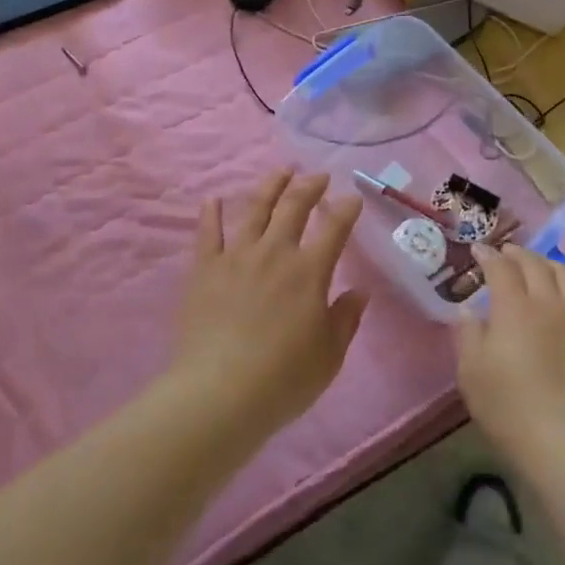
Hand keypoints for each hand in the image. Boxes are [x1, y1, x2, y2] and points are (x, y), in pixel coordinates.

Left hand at [170, 168, 366, 440]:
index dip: (346, 209)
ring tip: (281, 171)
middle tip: (319, 176)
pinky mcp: (205, 268)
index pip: (334, 228)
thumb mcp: (329, 355)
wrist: (220, 393)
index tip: (353, 197)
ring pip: (255, 209)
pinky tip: (212, 199)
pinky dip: (211, 213)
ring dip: (270, 186)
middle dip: (310, 186)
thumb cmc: (283, 379)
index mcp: (309, 271)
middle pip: (294, 207)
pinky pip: (208, 233)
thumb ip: (345, 318)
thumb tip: (359, 291)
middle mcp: (275, 252)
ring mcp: (237, 256)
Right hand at [456, 244, 564, 474]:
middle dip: (518, 253)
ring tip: (538, 267)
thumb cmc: (508, 405)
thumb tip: (467, 309)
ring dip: (547, 264)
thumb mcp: (471, 371)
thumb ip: (467, 334)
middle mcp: (548, 302)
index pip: (500, 266)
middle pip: (535, 264)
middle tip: (506, 252)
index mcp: (513, 305)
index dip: (488, 255)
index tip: (478, 250)